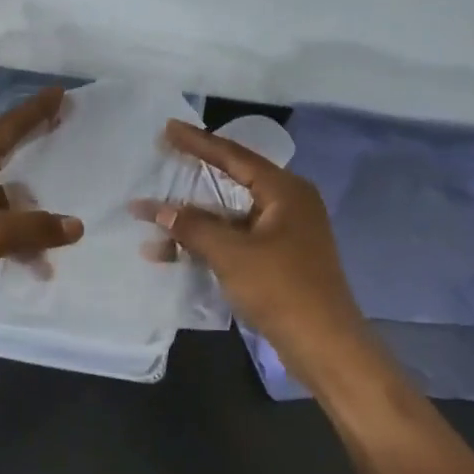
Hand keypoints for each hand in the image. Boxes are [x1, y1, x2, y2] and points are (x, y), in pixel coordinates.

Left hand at [0, 85, 83, 323]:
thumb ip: (34, 227)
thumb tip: (75, 226)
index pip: (9, 128)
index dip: (36, 110)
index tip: (60, 93)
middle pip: (12, 155)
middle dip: (39, 145)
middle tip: (68, 129)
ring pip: (11, 202)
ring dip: (36, 216)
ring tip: (68, 231)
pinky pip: (4, 231)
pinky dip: (22, 244)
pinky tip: (40, 267)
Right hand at [149, 121, 367, 375]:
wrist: (324, 345)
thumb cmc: (281, 289)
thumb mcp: (232, 254)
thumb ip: (192, 227)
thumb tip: (158, 210)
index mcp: (285, 191)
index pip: (234, 157)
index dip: (198, 142)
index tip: (168, 128)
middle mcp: (287, 205)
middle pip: (231, 183)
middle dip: (192, 180)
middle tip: (161, 159)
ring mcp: (283, 234)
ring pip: (229, 217)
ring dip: (192, 222)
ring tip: (149, 220)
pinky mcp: (277, 260)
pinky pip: (235, 240)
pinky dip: (207, 244)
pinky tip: (172, 253)